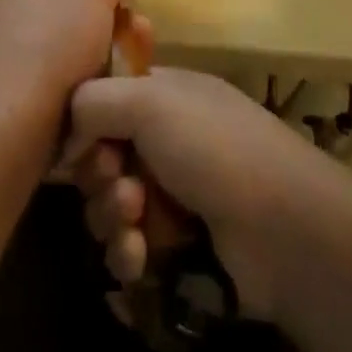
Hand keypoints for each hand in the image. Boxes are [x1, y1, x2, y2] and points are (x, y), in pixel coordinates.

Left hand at [0, 0, 137, 120]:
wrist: (12, 124)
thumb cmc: (53, 39)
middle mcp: (12, 7)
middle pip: (78, 6)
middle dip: (114, 22)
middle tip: (138, 37)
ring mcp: (15, 52)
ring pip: (78, 46)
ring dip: (110, 56)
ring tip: (132, 71)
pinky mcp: (22, 94)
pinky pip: (68, 82)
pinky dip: (91, 87)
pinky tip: (108, 97)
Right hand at [59, 68, 339, 319]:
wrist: (284, 232)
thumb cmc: (214, 149)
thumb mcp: (149, 102)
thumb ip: (93, 101)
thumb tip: (67, 129)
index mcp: (166, 93)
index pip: (106, 98)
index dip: (86, 122)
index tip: (80, 144)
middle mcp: (168, 137)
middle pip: (102, 154)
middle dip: (99, 176)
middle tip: (119, 186)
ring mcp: (175, 192)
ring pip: (111, 203)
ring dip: (111, 216)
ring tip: (135, 225)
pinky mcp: (179, 246)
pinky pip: (130, 246)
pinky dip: (128, 251)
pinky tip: (139, 259)